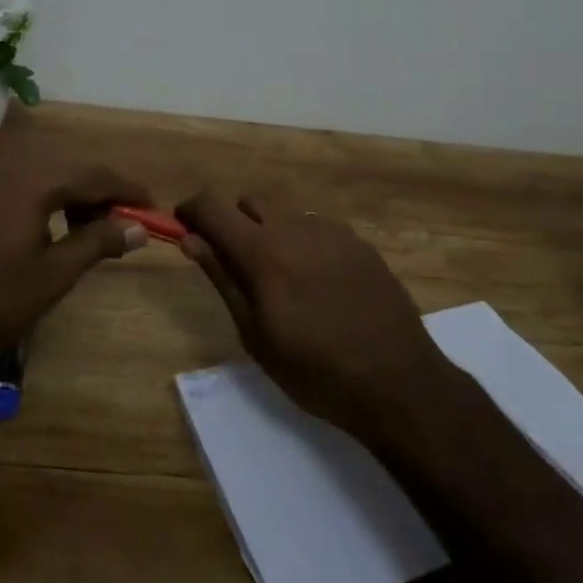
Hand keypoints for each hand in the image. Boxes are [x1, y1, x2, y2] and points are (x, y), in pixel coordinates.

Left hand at [0, 161, 149, 371]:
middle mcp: (17, 170)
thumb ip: (98, 242)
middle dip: (107, 191)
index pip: (96, 174)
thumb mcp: (54, 275)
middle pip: (76, 166)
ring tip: (100, 229)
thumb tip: (139, 227)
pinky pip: (35, 184)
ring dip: (83, 194)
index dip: (129, 190)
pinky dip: (58, 198)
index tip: (155, 209)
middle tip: (129, 222)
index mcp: (36, 182)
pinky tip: (64, 228)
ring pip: (55, 173)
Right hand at [176, 189, 453, 444]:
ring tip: (282, 279)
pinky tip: (319, 283)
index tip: (185, 227)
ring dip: (270, 231)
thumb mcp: (255, 333)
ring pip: (285, 213)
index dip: (192, 209)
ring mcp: (332, 231)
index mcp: (262, 251)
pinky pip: (317, 228)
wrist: (397, 381)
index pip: (212, 205)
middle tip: (237, 262)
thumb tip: (190, 239)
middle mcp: (295, 227)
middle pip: (250, 200)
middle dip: (233, 220)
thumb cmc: (314, 369)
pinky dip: (304, 242)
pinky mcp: (359, 242)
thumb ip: (222, 278)